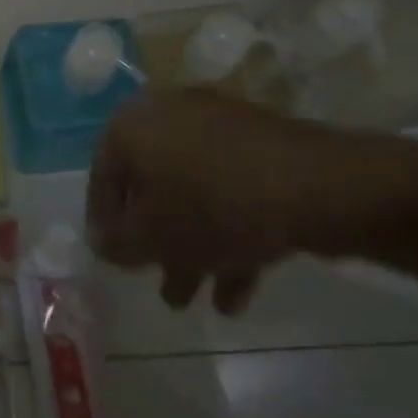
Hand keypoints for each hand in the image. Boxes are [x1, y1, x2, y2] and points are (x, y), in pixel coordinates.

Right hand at [87, 90, 395, 314]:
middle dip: (158, 245)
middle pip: (152, 188)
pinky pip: (228, 190)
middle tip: (164, 287)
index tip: (115, 262)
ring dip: (193, 247)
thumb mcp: (152, 237)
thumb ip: (117, 243)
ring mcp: (216, 126)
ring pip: (193, 193)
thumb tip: (101, 241)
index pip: (102, 178)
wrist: (316, 186)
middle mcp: (167, 114)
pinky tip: (237, 288)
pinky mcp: (258, 144)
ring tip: (201, 303)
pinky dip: (227, 231)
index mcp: (130, 124)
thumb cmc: (211, 207)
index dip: (104, 226)